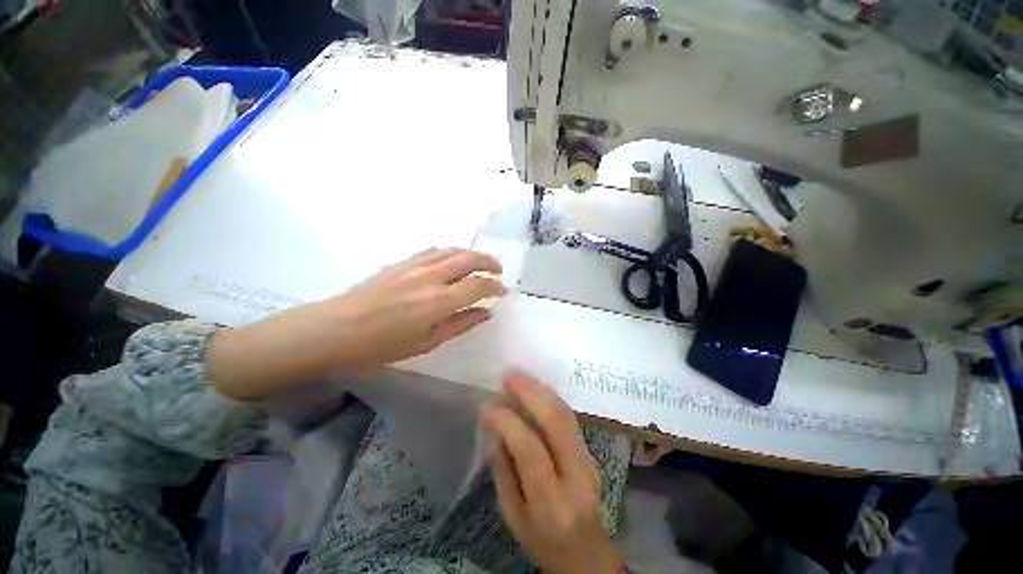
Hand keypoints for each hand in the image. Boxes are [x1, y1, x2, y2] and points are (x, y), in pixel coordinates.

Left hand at [209, 248, 506, 399]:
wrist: (331, 330)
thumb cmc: (379, 346)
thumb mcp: (425, 343)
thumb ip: (459, 324)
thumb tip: (485, 313)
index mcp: (438, 301)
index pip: (479, 284)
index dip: (495, 286)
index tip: (502, 292)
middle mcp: (431, 277)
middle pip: (469, 258)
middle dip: (489, 262)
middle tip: (498, 271)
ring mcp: (414, 265)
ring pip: (452, 250)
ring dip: (471, 254)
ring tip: (480, 263)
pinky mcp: (400, 262)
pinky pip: (432, 251)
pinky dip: (449, 253)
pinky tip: (450, 262)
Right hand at [484, 373, 621, 573]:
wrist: (586, 553)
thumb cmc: (542, 541)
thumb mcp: (512, 516)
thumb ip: (503, 470)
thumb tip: (495, 428)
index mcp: (552, 504)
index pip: (531, 452)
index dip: (508, 424)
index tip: (488, 406)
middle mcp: (576, 477)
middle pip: (555, 424)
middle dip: (530, 394)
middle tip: (509, 376)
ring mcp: (588, 461)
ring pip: (565, 415)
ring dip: (541, 390)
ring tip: (520, 376)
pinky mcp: (590, 452)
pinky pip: (569, 417)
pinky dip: (550, 398)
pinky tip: (536, 388)